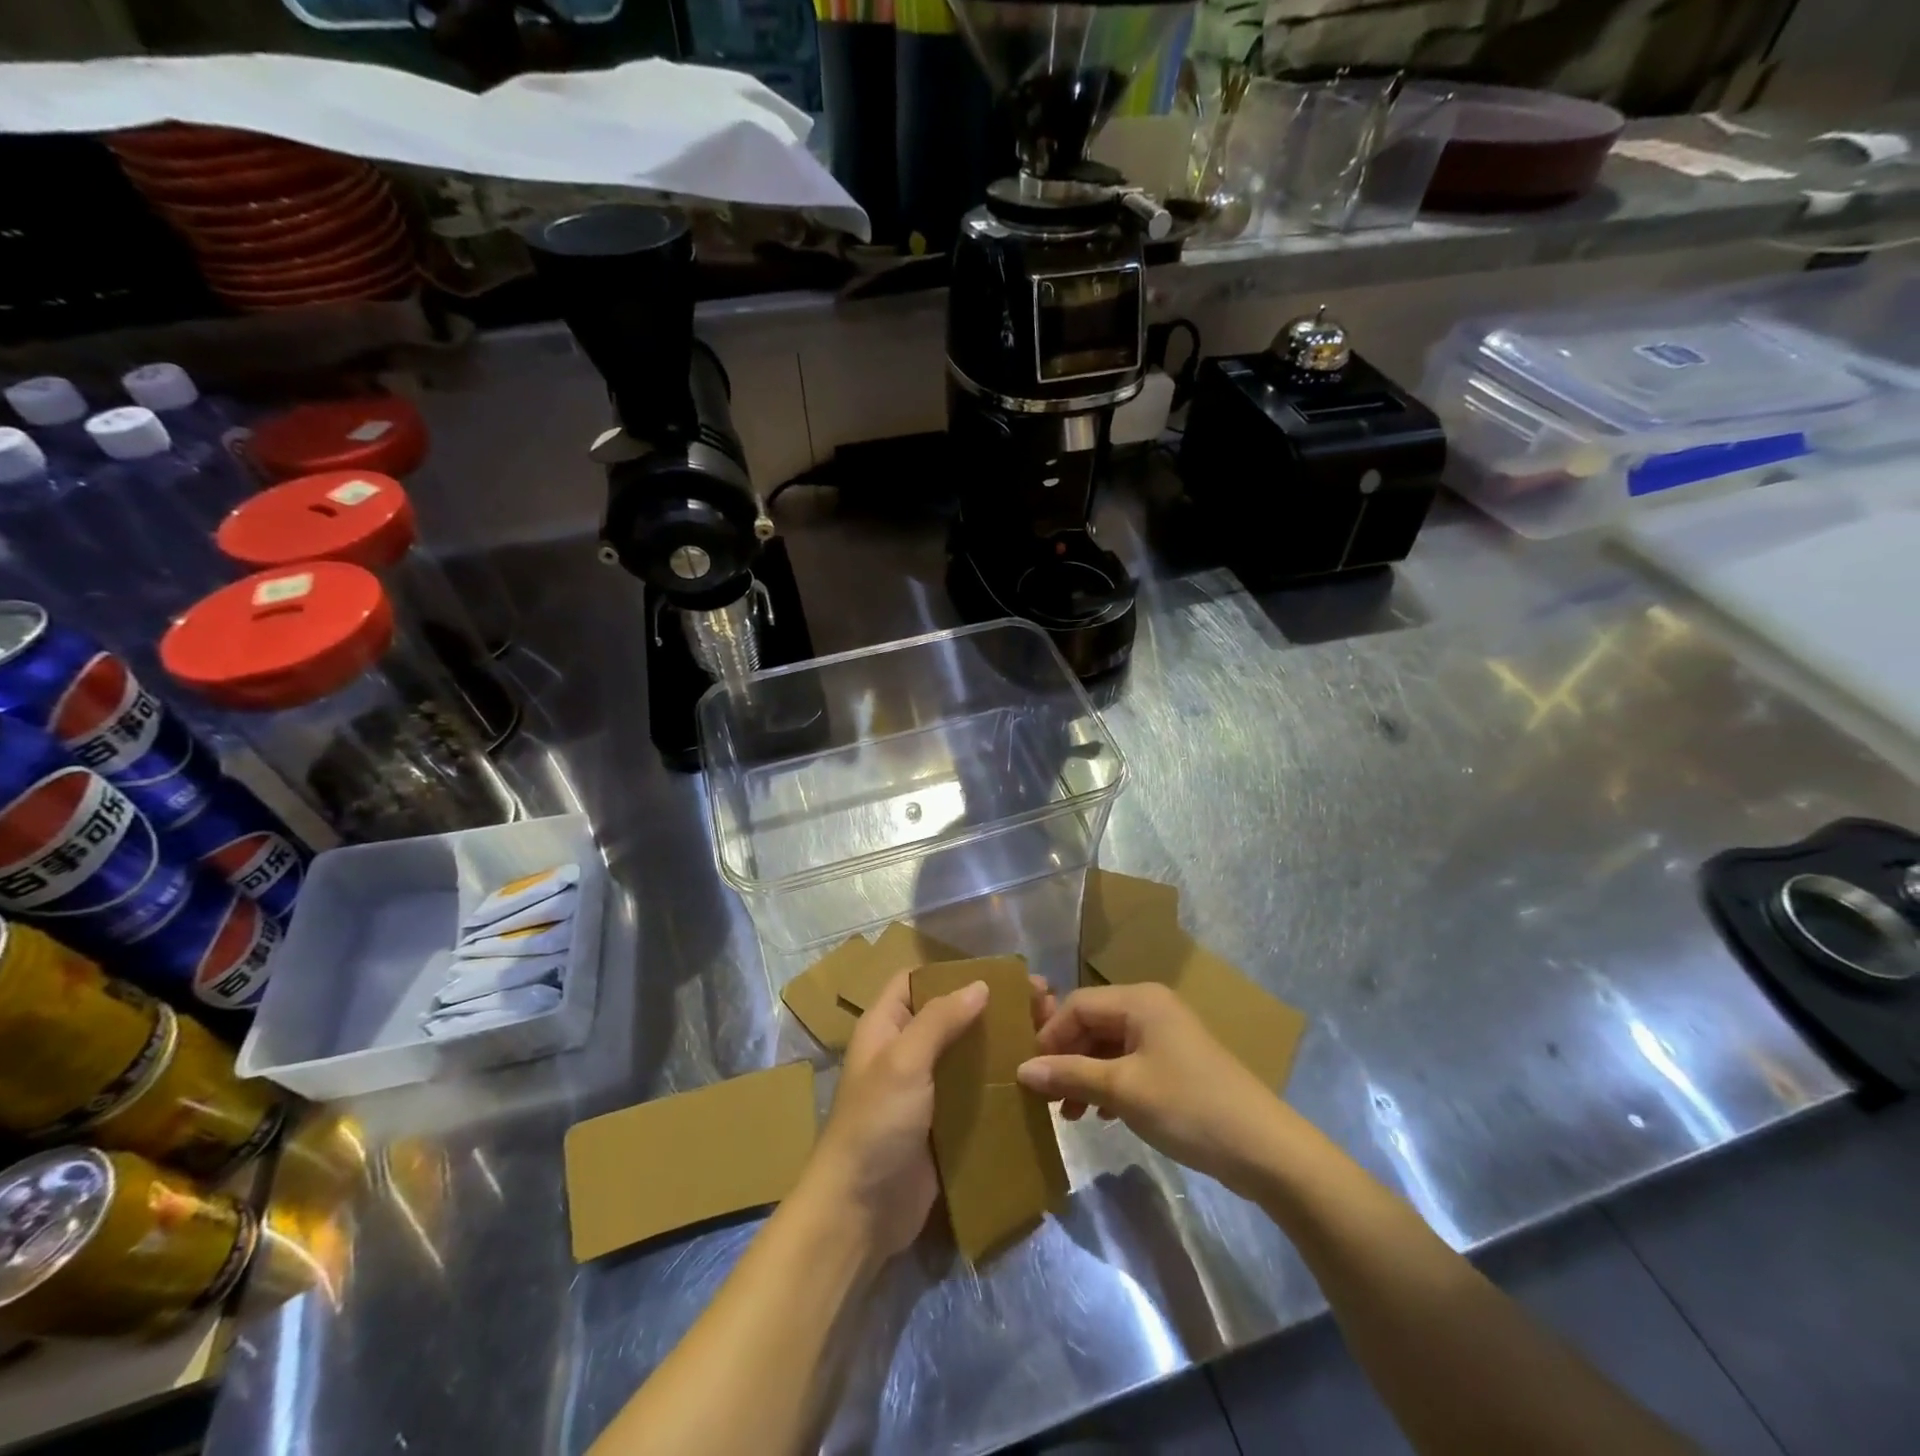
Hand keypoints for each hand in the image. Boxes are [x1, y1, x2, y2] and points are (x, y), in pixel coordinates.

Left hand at [806, 968, 1055, 1260]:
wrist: (860, 1213)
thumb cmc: (876, 1124)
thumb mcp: (903, 1061)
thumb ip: (940, 1020)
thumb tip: (980, 985)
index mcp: (886, 1026)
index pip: (918, 980)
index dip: (955, 971)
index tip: (1002, 972)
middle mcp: (905, 1051)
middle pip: (952, 1015)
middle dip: (992, 1006)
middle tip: (1042, 1004)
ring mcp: (926, 1089)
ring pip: (968, 1053)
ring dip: (1002, 1042)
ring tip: (1047, 1035)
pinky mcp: (944, 1123)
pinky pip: (976, 1091)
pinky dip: (1002, 1081)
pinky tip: (1035, 1078)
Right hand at [1016, 981, 1286, 1193]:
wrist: (1263, 1148)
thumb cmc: (1187, 1107)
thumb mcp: (1123, 1090)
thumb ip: (1070, 1075)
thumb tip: (1022, 1070)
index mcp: (1139, 1000)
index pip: (1077, 1005)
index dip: (1050, 1037)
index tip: (1032, 1075)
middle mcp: (1151, 1007)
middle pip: (1093, 1023)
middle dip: (1067, 1059)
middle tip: (1049, 1099)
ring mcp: (1166, 1035)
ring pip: (1109, 1045)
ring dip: (1086, 1075)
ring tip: (1072, 1114)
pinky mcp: (1177, 1063)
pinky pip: (1130, 1062)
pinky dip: (1110, 1084)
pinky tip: (1103, 1115)